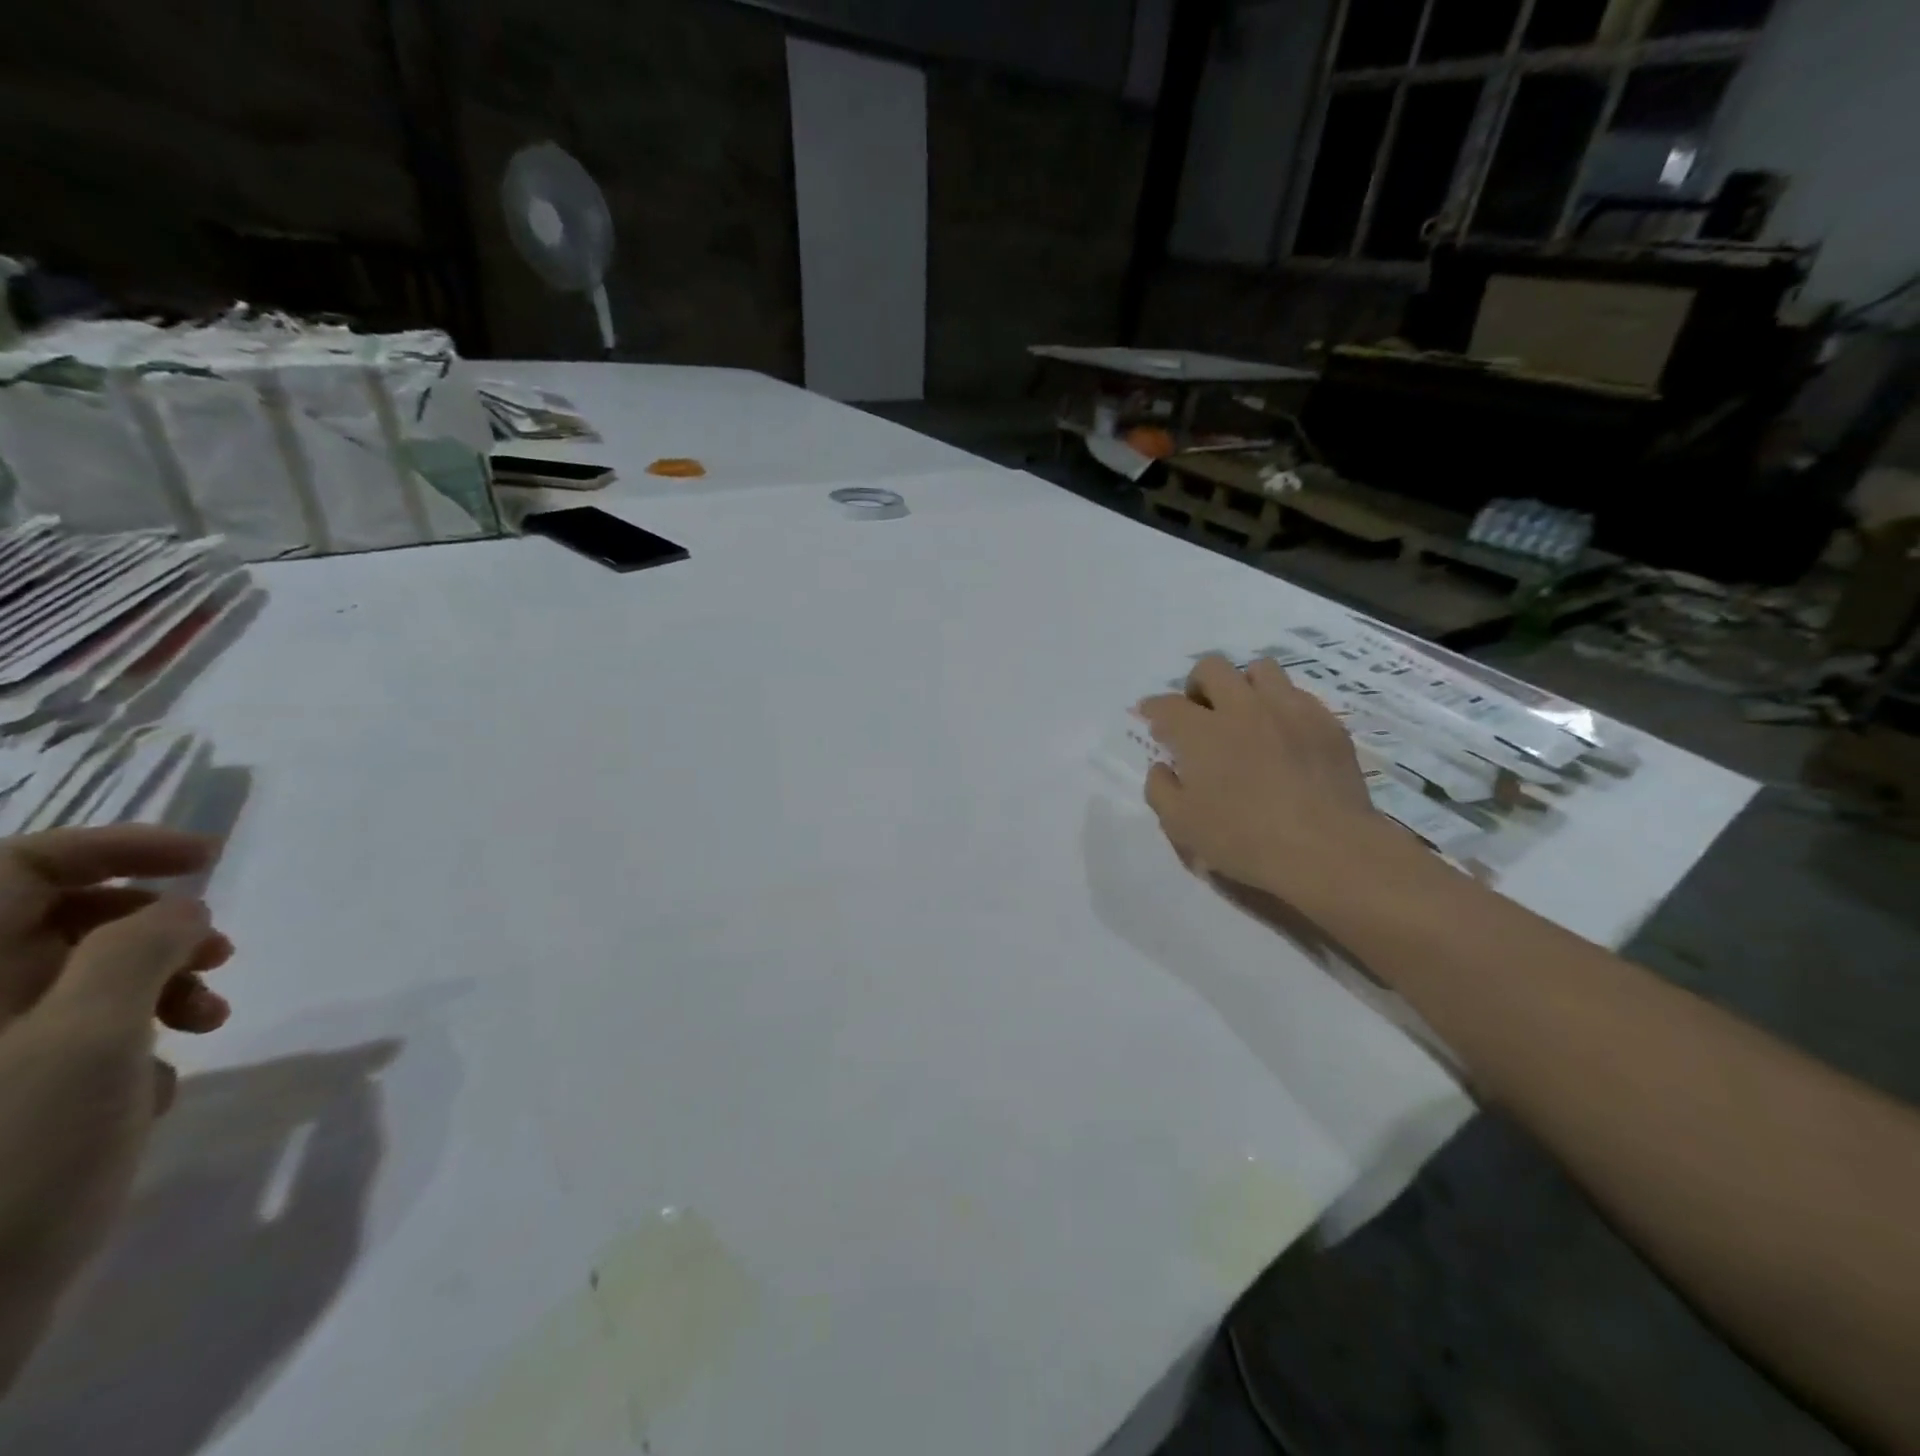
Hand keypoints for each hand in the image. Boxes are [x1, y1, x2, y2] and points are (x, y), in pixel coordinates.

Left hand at [0, 826, 230, 1389]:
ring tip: (210, 1024)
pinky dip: (129, 1044)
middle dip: (158, 930)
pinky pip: (72, 1038)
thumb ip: (141, 951)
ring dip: (160, 988)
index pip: (23, 865)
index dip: (118, 846)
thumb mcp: (90, 1040)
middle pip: (61, 921)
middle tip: (222, 957)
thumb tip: (182, 909)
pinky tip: (156, 1087)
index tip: (209, 859)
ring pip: (77, 980)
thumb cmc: (4, 1156)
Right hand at [1138, 654, 1402, 896]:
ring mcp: (1288, 709)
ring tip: (1245, 714)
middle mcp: (1242, 708)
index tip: (1150, 716)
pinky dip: (1282, 706)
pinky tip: (1283, 734)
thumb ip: (1161, 790)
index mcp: (1201, 732)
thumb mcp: (1182, 825)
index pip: (1167, 705)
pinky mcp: (1326, 722)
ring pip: (1260, 669)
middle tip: (1199, 712)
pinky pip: (1298, 695)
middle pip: (1212, 668)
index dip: (1153, 708)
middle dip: (1197, 684)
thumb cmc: (1244, 839)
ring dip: (1244, 685)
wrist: (1327, 848)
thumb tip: (1162, 766)